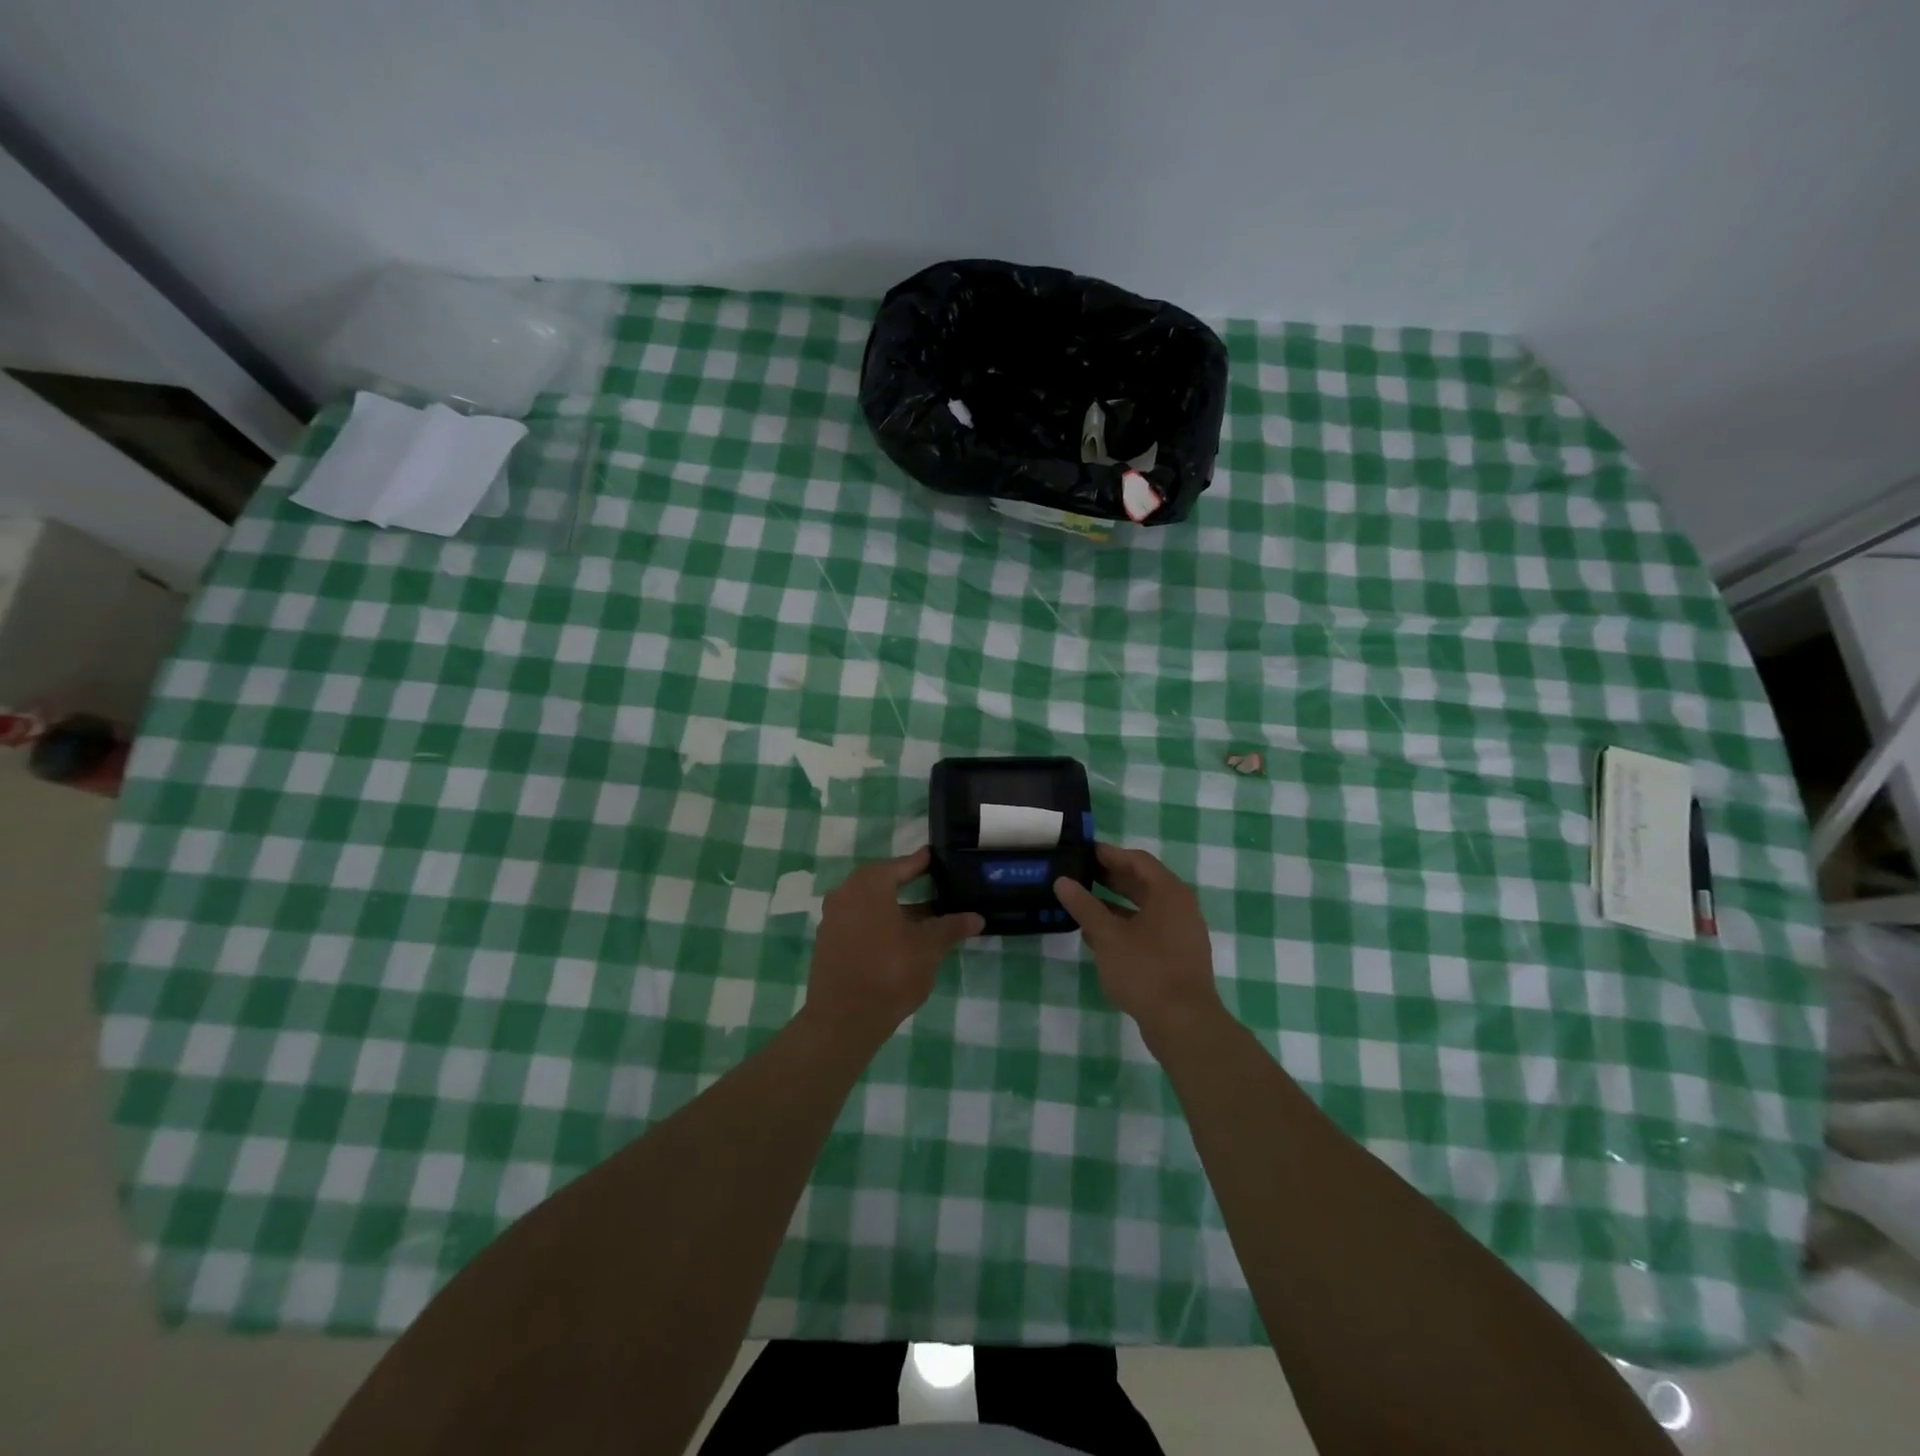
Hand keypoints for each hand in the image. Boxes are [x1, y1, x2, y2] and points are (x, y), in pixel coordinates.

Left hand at [805, 848, 982, 1042]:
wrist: (843, 1019)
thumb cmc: (890, 972)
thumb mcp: (929, 948)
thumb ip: (951, 927)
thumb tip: (976, 917)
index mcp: (869, 884)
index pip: (902, 865)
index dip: (922, 863)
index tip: (936, 858)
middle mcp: (845, 893)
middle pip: (882, 883)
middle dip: (908, 885)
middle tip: (933, 887)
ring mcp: (832, 919)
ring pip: (869, 904)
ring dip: (894, 908)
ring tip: (923, 918)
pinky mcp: (827, 943)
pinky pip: (857, 922)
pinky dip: (878, 924)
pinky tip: (898, 940)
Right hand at [1055, 844, 1221, 1034]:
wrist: (1184, 1024)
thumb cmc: (1145, 970)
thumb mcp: (1107, 936)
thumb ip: (1084, 906)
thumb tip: (1063, 881)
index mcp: (1169, 893)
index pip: (1137, 860)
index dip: (1109, 854)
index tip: (1083, 852)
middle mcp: (1180, 907)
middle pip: (1142, 883)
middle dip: (1110, 878)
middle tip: (1078, 874)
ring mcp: (1181, 933)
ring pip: (1144, 909)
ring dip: (1114, 905)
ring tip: (1081, 904)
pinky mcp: (1177, 956)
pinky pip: (1148, 930)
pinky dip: (1124, 926)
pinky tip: (1097, 936)